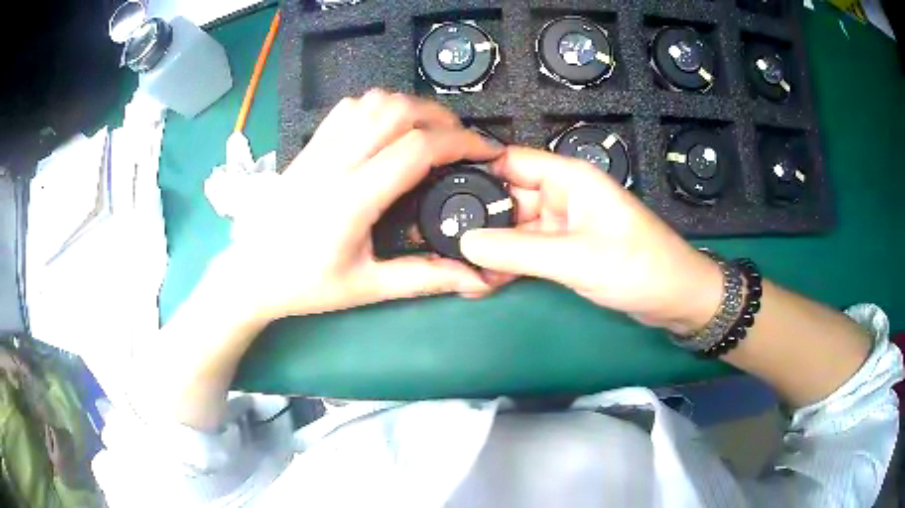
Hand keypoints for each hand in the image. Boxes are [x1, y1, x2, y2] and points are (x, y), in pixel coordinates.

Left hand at [221, 90, 500, 321]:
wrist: (250, 274)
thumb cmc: (304, 285)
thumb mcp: (366, 287)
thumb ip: (423, 278)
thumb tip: (474, 277)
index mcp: (353, 198)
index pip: (417, 148)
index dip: (461, 142)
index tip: (485, 151)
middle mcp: (336, 162)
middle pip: (398, 111)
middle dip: (441, 118)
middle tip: (460, 141)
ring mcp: (319, 148)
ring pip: (374, 102)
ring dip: (411, 108)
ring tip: (429, 131)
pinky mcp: (309, 146)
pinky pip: (349, 108)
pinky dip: (378, 107)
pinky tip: (387, 128)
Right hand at [460, 147, 722, 333]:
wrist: (675, 299)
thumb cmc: (636, 267)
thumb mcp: (575, 258)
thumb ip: (518, 251)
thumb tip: (464, 243)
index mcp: (569, 178)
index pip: (510, 161)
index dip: (474, 171)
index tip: (436, 190)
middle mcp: (563, 195)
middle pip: (508, 197)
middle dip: (478, 218)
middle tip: (440, 240)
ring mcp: (564, 224)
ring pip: (515, 228)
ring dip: (491, 247)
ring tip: (458, 268)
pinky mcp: (567, 249)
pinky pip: (529, 250)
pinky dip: (509, 263)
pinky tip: (485, 281)